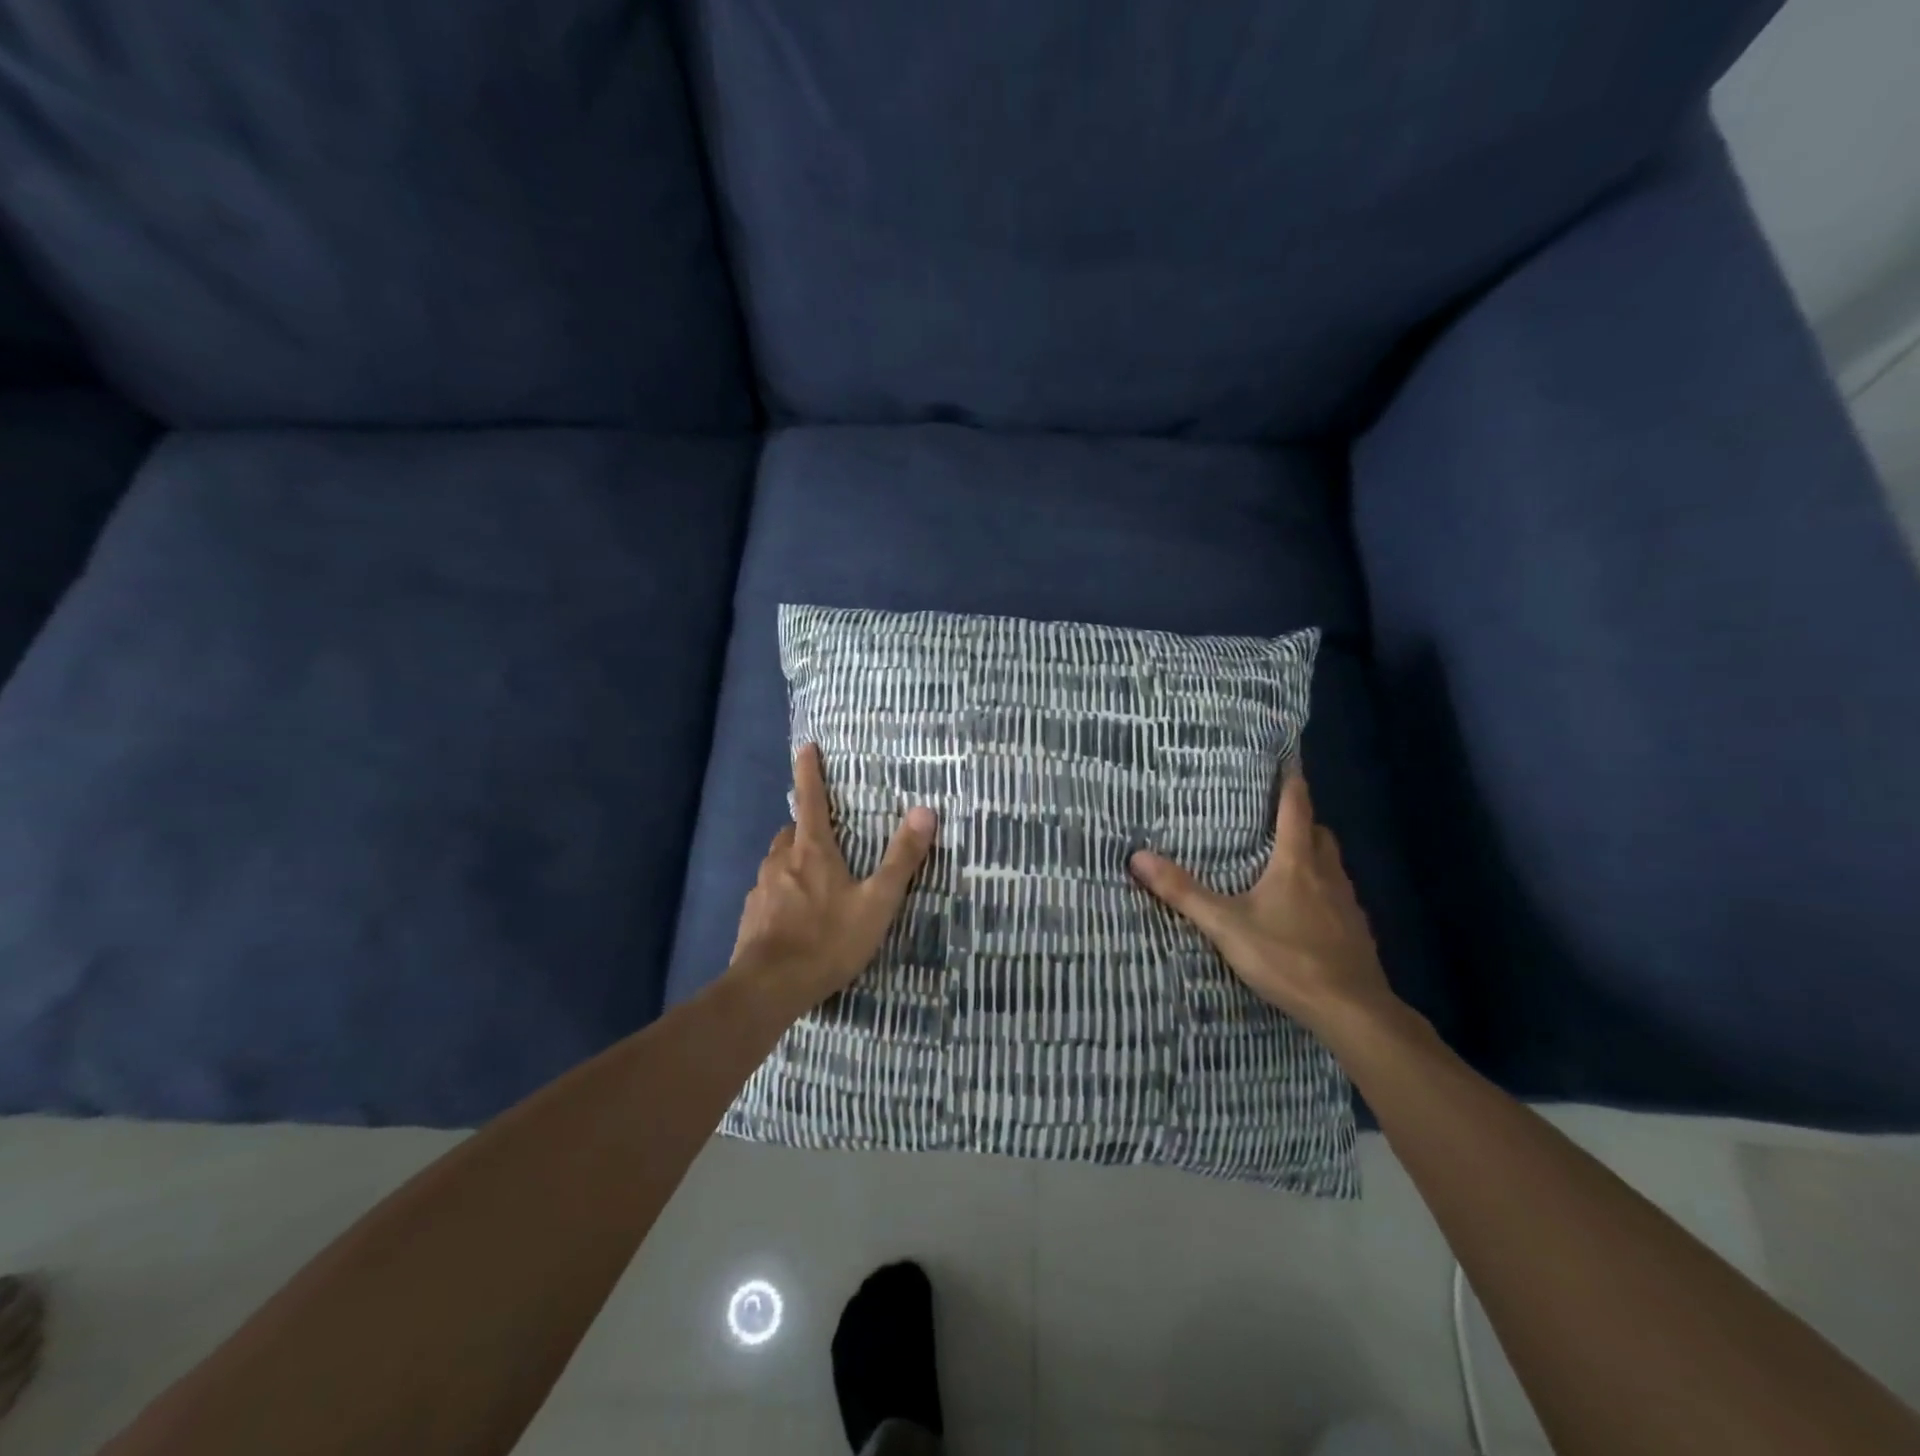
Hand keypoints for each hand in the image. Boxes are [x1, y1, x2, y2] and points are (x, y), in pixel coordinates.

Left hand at [729, 744, 937, 1014]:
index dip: (810, 772)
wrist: (769, 988)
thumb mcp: (877, 902)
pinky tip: (794, 918)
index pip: (811, 800)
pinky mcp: (750, 917)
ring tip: (814, 882)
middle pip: (791, 832)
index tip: (806, 747)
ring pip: (777, 863)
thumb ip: (901, 859)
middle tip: (825, 837)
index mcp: (812, 851)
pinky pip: (768, 894)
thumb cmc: (828, 940)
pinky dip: (781, 894)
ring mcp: (761, 890)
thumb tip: (925, 811)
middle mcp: (781, 862)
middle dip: (805, 827)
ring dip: (793, 862)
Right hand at [1129, 769, 1402, 1039]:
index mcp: (1296, 863)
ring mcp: (1348, 905)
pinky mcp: (1357, 933)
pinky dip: (1323, 890)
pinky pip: (1339, 897)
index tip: (1289, 761)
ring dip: (1314, 855)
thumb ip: (1184, 892)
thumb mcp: (1226, 925)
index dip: (1292, 783)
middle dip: (1302, 820)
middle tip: (1278, 816)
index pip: (1296, 809)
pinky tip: (1306, 912)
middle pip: (1319, 834)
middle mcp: (1327, 875)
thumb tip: (1138, 856)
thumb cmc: (1288, 958)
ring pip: (1332, 865)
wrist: (1352, 1011)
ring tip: (1287, 861)